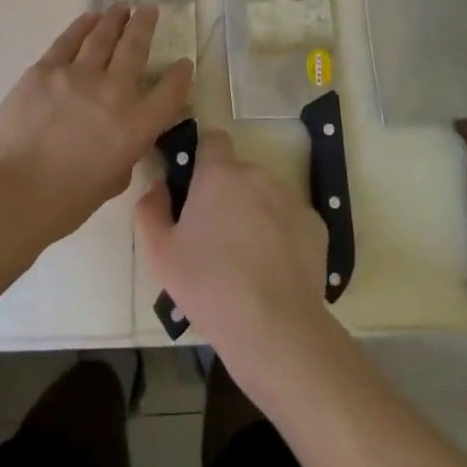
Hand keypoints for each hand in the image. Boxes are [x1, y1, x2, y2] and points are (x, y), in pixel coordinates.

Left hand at [0, 4, 192, 246]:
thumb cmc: (63, 202)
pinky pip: (68, 40)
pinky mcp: (45, 69)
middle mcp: (113, 92)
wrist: (10, 192)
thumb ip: (124, 154)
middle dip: (145, 25)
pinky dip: (82, 25)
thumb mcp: (111, 183)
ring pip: (103, 36)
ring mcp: (78, 75)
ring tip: (122, 7)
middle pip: (135, 48)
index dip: (180, 76)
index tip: (184, 63)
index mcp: (135, 127)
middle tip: (150, 8)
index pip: (169, 93)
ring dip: (115, 18)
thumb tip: (121, 137)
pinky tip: (89, 17)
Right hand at [136, 130, 333, 382]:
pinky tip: (273, 269)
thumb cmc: (208, 285)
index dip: (203, 156)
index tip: (194, 184)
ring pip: (265, 195)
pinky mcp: (315, 225)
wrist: (274, 327)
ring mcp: (290, 198)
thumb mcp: (160, 254)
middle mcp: (257, 174)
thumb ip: (151, 210)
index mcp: (219, 174)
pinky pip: (290, 219)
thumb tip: (158, 187)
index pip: (212, 139)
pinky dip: (281, 235)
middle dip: (227, 194)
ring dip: (254, 212)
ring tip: (246, 258)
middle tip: (214, 235)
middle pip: (238, 173)